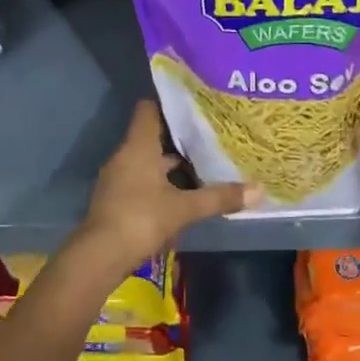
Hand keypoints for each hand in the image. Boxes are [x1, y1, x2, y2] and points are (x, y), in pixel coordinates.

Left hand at [76, 102, 256, 272]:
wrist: (100, 256)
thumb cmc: (142, 218)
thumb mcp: (185, 208)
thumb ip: (219, 197)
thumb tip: (259, 190)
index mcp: (138, 146)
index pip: (149, 110)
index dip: (170, 104)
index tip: (194, 105)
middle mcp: (124, 156)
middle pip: (151, 136)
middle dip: (178, 138)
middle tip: (209, 136)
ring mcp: (117, 178)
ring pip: (147, 161)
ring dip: (170, 164)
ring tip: (202, 164)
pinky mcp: (116, 200)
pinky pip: (141, 180)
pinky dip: (160, 183)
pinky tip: (182, 194)